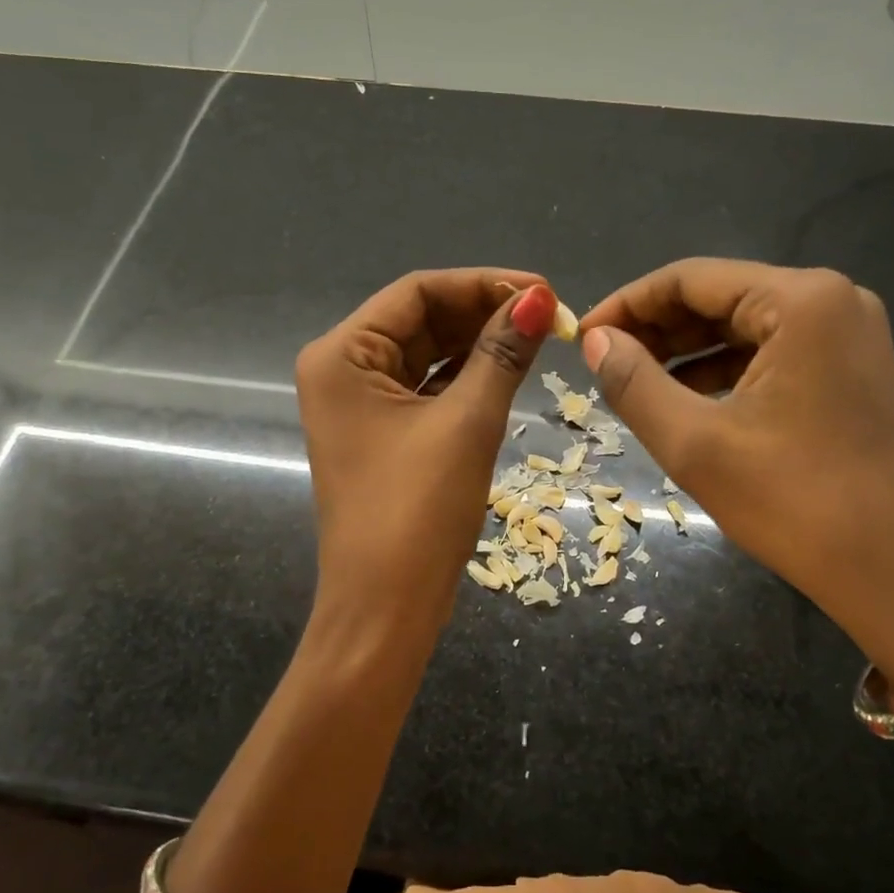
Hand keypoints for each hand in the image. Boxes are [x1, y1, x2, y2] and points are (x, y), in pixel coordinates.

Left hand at [296, 269, 556, 642]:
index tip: (544, 291)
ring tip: (538, 338)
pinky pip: (427, 387)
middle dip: (484, 314)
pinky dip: (466, 377)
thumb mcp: (467, 423)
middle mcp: (342, 369)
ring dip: (479, 344)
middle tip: (550, 316)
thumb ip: (501, 353)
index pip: (417, 292)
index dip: (483, 284)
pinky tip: (508, 369)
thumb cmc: (418, 511)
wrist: (385, 608)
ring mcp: (360, 404)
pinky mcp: (381, 432)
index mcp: (342, 355)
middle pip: (421, 320)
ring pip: (427, 353)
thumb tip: (540, 300)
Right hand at [579, 260, 893, 701]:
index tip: (583, 336)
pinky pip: (770, 353)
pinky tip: (683, 399)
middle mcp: (832, 300)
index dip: (627, 304)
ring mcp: (848, 335)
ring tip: (632, 382)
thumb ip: (634, 382)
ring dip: (684, 351)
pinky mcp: (850, 370)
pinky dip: (722, 371)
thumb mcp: (695, 443)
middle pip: (719, 297)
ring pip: (742, 326)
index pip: (690, 278)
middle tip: (602, 363)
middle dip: (655, 329)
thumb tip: (595, 342)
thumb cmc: (795, 504)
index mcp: (801, 301)